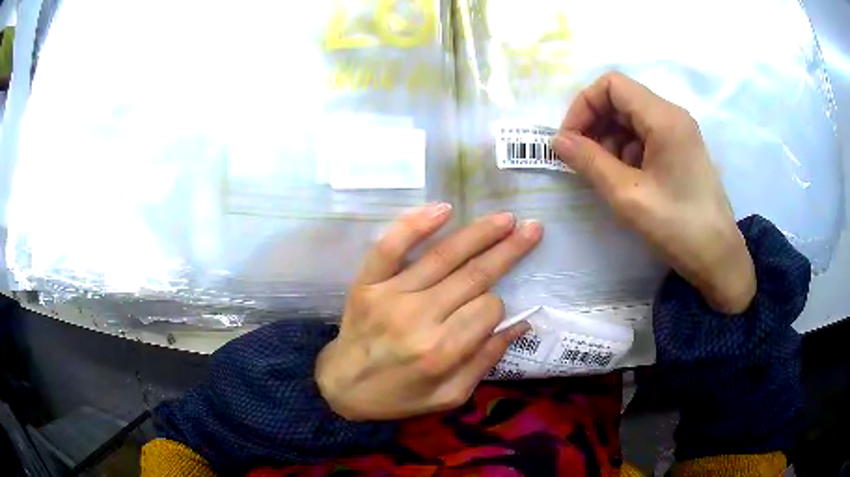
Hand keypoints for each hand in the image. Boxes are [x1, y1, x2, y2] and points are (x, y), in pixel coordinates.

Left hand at [316, 204, 541, 420]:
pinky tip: (443, 209)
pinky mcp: (367, 283)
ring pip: (443, 257)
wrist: (342, 386)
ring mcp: (390, 296)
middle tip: (533, 228)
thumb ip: (485, 361)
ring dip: (480, 233)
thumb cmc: (398, 395)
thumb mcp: (448, 396)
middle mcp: (419, 319)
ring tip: (506, 218)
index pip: (488, 309)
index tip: (491, 308)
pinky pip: (390, 247)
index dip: (498, 305)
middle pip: (474, 276)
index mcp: (441, 352)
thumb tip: (521, 323)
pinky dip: (415, 225)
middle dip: (508, 250)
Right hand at [552, 72, 754, 313]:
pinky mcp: (680, 150)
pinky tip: (624, 179)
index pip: (612, 85)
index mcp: (663, 117)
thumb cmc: (677, 227)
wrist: (718, 259)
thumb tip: (557, 141)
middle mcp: (672, 116)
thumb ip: (589, 162)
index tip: (569, 140)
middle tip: (581, 159)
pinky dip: (626, 151)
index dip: (583, 105)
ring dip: (609, 140)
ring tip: (604, 174)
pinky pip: (644, 136)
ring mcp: (678, 133)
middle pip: (621, 99)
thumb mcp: (628, 195)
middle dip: (595, 124)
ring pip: (631, 118)